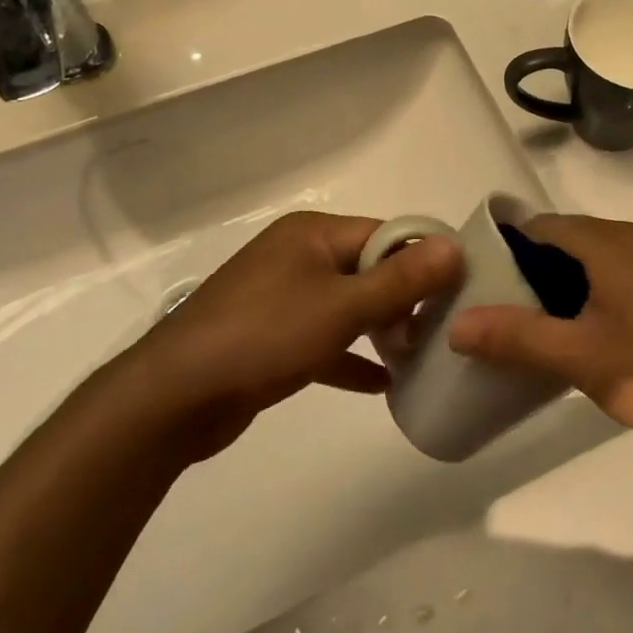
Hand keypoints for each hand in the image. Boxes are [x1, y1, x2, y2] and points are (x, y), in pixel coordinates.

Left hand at [139, 211, 460, 459]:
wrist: (173, 398)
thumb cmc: (264, 336)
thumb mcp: (342, 307)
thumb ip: (401, 279)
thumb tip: (454, 246)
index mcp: (314, 233)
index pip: (386, 234)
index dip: (424, 260)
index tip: (459, 292)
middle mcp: (298, 255)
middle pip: (368, 269)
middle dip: (405, 300)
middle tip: (441, 333)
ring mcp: (281, 296)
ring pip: (347, 305)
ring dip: (381, 330)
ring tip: (420, 358)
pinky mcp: (270, 336)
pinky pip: (324, 339)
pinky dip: (351, 357)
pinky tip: (383, 385)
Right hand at [448, 215, 632, 451]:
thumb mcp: (580, 359)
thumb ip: (517, 338)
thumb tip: (457, 324)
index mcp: (612, 240)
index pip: (543, 226)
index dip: (509, 251)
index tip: (487, 287)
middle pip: (572, 238)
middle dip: (539, 270)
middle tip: (515, 314)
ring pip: (601, 254)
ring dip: (572, 281)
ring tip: (552, 326)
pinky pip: (629, 267)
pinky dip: (603, 287)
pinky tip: (602, 329)